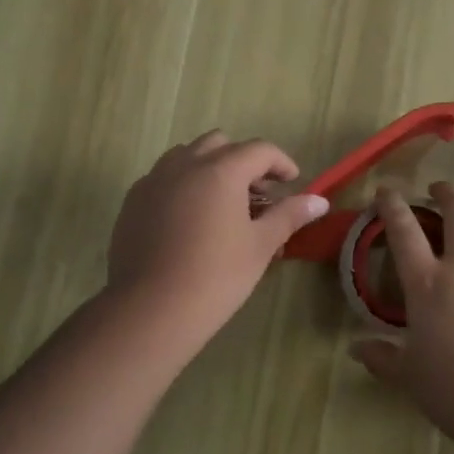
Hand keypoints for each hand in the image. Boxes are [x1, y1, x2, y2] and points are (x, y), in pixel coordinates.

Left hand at [106, 131, 328, 344]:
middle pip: (220, 144)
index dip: (281, 162)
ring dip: (210, 167)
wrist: (151, 309)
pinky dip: (183, 184)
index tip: (292, 182)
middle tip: (258, 193)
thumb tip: (320, 202)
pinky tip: (190, 218)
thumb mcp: (260, 245)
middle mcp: (185, 164)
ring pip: (187, 155)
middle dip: (244, 161)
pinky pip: (163, 177)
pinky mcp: (133, 201)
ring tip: (223, 203)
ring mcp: (154, 180)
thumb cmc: (216, 275)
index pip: (259, 150)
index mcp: (221, 170)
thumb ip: (289, 215)